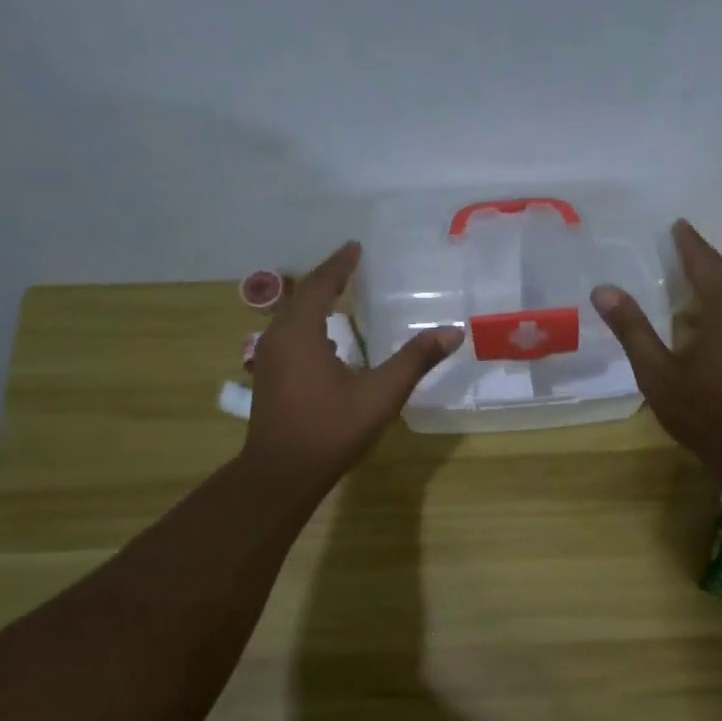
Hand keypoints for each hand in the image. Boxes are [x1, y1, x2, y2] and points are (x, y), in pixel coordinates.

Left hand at [244, 242, 462, 489]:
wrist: (282, 473)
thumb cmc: (331, 429)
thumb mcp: (380, 394)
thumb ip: (415, 361)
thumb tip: (452, 332)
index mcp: (300, 334)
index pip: (319, 286)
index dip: (339, 265)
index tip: (355, 247)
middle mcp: (278, 339)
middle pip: (300, 297)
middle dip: (326, 280)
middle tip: (351, 266)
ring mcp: (269, 360)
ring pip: (291, 319)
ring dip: (314, 303)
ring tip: (340, 296)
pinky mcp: (269, 379)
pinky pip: (289, 337)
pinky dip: (308, 326)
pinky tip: (327, 342)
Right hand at [592, 219, 721, 476]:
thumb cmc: (703, 409)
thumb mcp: (658, 372)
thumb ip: (632, 329)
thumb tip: (604, 290)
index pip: (703, 261)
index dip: (687, 242)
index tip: (675, 224)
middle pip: (719, 277)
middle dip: (695, 263)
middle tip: (669, 253)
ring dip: (706, 290)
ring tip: (678, 288)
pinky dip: (715, 311)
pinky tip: (697, 326)